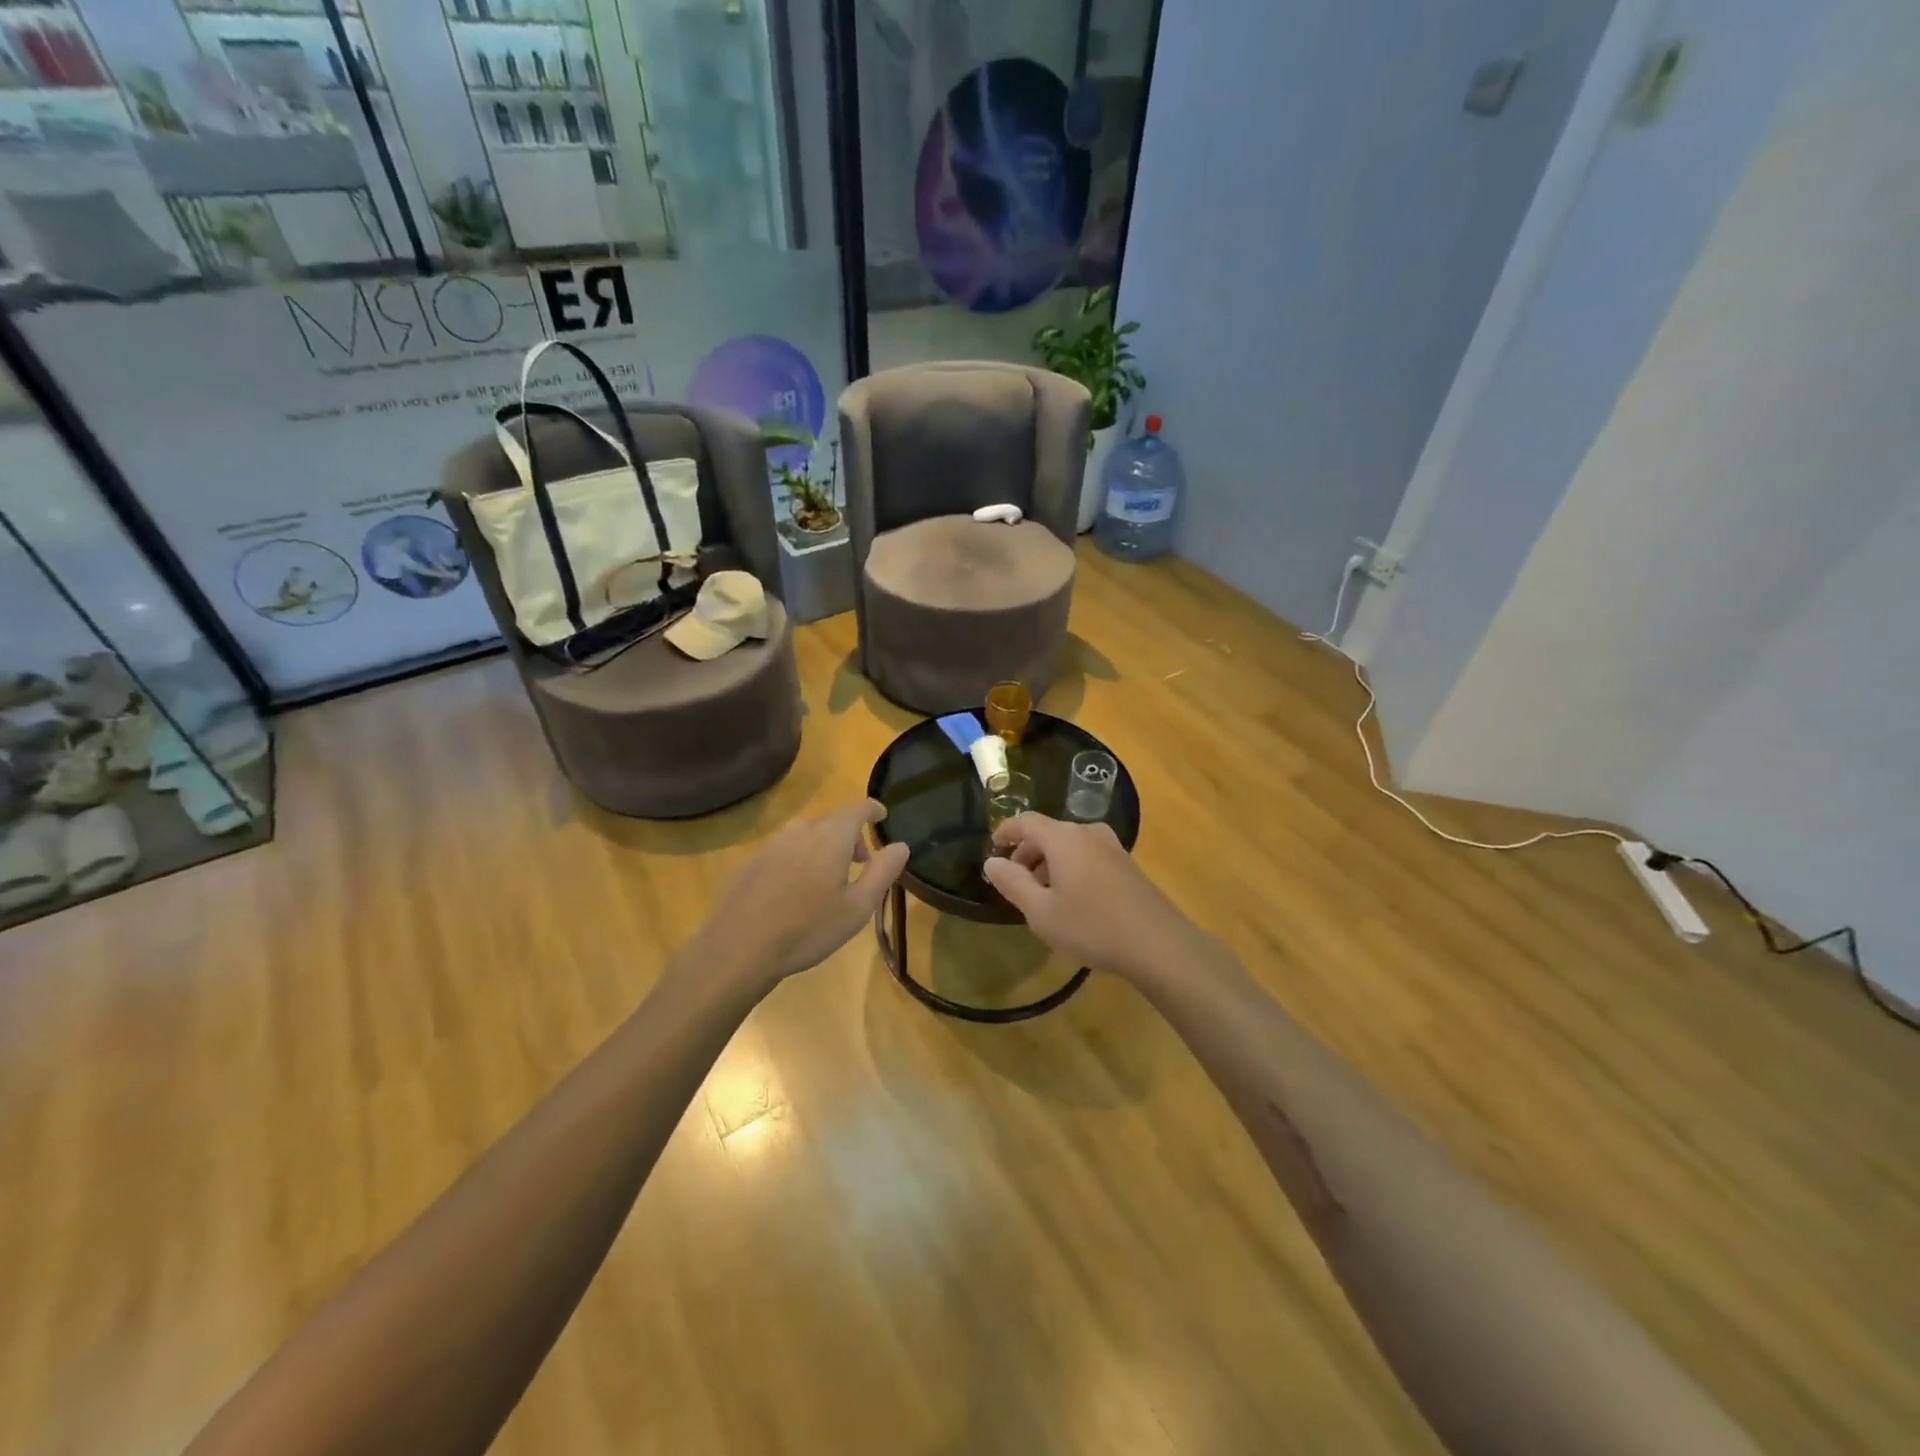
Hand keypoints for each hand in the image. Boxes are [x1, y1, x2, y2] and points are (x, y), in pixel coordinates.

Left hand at [684, 800, 909, 991]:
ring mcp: (773, 843)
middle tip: (862, 862)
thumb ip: (882, 872)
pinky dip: (802, 858)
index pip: (858, 809)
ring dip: (825, 847)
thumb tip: (900, 845)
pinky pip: (787, 849)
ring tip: (831, 878)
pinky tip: (798, 891)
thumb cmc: (808, 929)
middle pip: (833, 821)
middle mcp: (802, 830)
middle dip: (851, 835)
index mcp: (831, 836)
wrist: (740, 948)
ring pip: (808, 835)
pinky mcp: (753, 861)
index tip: (882, 817)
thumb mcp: (857, 907)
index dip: (873, 811)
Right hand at [983, 814, 1210, 982]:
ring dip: (1050, 863)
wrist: (1159, 945)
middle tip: (1015, 882)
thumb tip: (992, 861)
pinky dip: (1071, 869)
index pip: (1026, 821)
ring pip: (1070, 846)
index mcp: (1064, 838)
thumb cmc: (1092, 926)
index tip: (993, 848)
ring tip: (1042, 896)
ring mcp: (1112, 847)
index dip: (1006, 832)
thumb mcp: (1041, 912)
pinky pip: (1088, 856)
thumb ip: (1013, 883)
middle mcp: (1088, 833)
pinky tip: (1072, 901)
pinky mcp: (1128, 865)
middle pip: (1049, 833)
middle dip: (1028, 853)